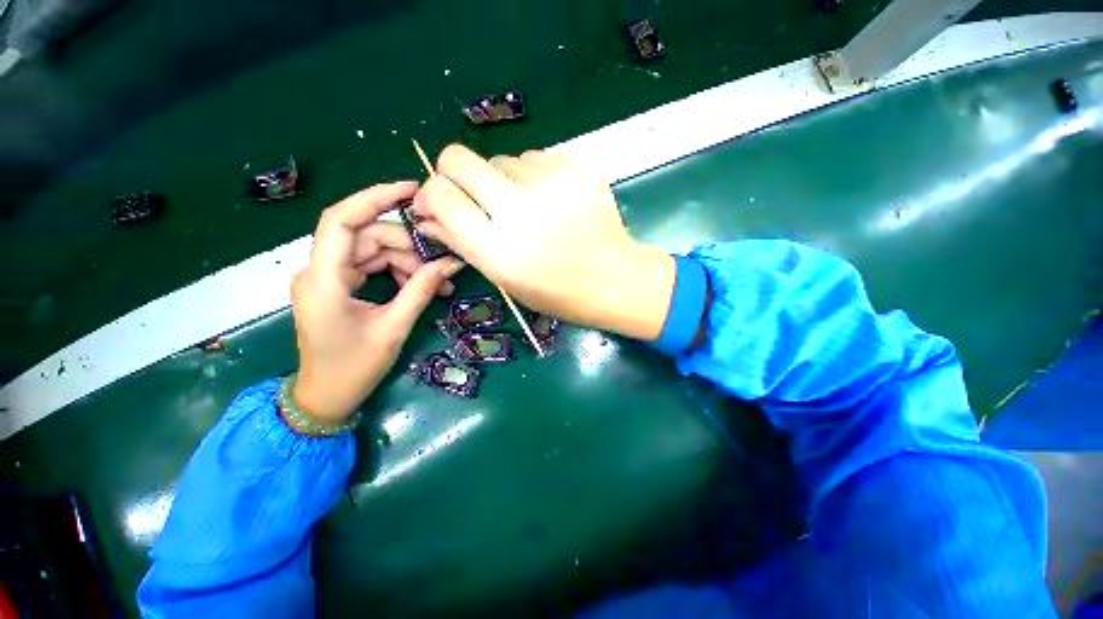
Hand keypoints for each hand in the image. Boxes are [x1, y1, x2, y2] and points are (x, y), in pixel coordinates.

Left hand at [291, 182, 462, 423]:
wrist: (326, 396)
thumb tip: (448, 264)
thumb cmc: (354, 368)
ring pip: (374, 251)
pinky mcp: (339, 285)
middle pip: (368, 237)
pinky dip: (398, 272)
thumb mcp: (393, 328)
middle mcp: (320, 270)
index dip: (374, 197)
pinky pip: (372, 266)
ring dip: (408, 262)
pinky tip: (423, 286)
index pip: (343, 221)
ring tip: (439, 283)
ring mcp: (329, 277)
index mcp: (324, 279)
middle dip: (408, 247)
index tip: (411, 189)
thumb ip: (420, 291)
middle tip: (443, 265)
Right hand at [413, 144, 674, 339]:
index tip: (440, 204)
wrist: (615, 279)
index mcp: (499, 248)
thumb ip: (463, 243)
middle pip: (458, 157)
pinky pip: (533, 158)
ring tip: (527, 209)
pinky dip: (531, 176)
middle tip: (476, 198)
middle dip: (456, 175)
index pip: (440, 193)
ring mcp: (551, 183)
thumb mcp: (505, 278)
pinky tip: (549, 201)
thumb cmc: (557, 292)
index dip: (432, 194)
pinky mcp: (575, 168)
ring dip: (501, 181)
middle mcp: (520, 210)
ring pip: (500, 159)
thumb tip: (427, 215)